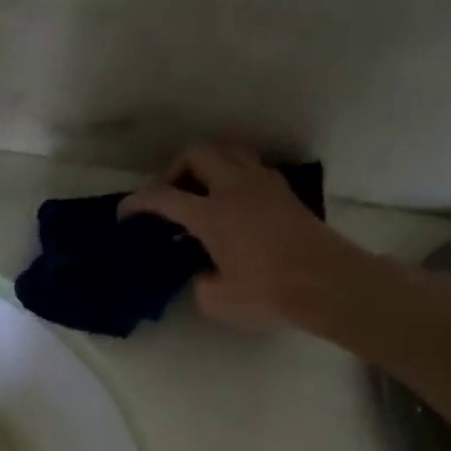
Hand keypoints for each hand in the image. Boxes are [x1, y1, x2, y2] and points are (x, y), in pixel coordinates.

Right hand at [119, 143, 384, 335]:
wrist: (325, 282)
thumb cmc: (266, 293)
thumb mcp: (215, 300)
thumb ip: (198, 281)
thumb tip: (203, 270)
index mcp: (212, 214)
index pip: (165, 198)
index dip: (138, 202)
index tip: (125, 213)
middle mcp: (235, 188)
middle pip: (198, 153)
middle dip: (175, 169)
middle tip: (169, 197)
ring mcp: (263, 184)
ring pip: (228, 150)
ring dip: (206, 164)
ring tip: (199, 193)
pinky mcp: (282, 191)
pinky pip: (249, 166)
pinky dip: (231, 174)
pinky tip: (230, 202)